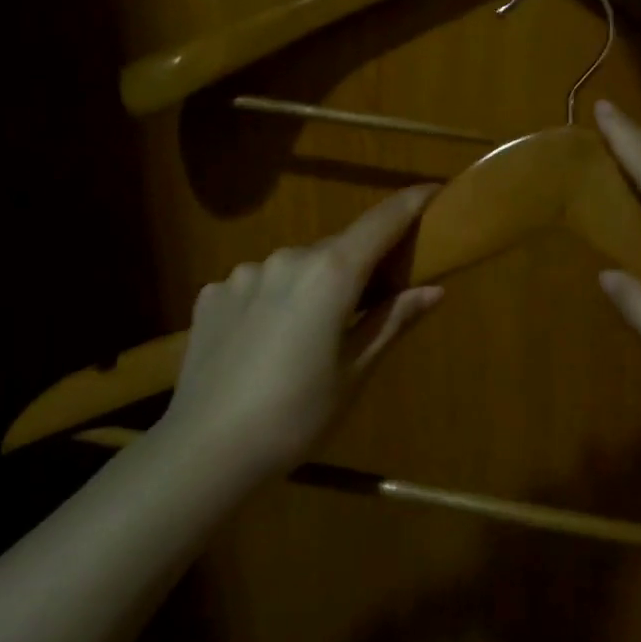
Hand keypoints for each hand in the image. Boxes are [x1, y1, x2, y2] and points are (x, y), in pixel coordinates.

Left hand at [156, 185, 444, 476]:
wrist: (206, 450)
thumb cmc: (297, 415)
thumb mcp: (355, 372)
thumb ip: (392, 321)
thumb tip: (434, 289)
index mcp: (330, 274)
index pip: (380, 222)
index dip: (410, 203)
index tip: (433, 191)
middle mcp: (286, 259)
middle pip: (335, 249)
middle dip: (357, 265)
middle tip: (370, 300)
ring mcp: (242, 274)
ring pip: (293, 268)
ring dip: (310, 286)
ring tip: (307, 336)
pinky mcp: (211, 295)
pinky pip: (256, 286)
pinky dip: (272, 301)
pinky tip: (263, 343)